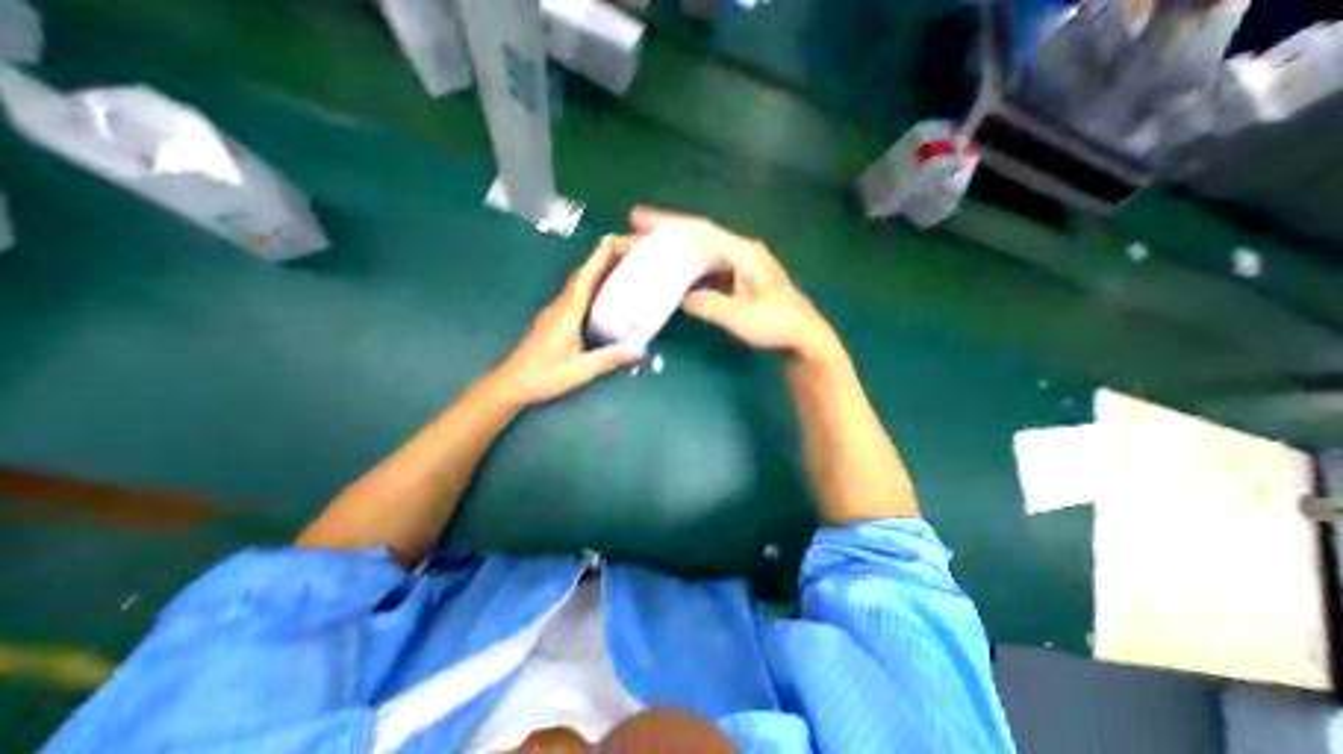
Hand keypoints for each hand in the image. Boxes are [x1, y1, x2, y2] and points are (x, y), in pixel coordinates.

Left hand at [487, 236, 641, 410]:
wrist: (512, 384)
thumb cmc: (543, 375)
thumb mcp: (580, 370)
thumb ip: (608, 359)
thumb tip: (637, 351)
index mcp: (567, 314)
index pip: (584, 279)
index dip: (598, 258)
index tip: (613, 240)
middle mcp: (560, 307)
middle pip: (581, 276)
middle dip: (601, 259)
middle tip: (624, 251)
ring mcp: (554, 312)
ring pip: (577, 284)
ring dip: (595, 271)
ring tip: (618, 267)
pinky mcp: (553, 320)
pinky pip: (575, 295)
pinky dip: (590, 286)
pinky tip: (601, 294)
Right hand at [628, 204, 837, 359]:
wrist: (803, 334)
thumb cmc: (776, 324)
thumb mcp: (739, 317)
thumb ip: (708, 305)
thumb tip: (682, 297)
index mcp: (743, 253)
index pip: (701, 232)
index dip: (670, 224)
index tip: (640, 219)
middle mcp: (741, 251)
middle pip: (699, 235)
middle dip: (668, 230)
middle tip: (636, 228)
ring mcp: (742, 263)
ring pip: (703, 249)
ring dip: (677, 247)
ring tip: (650, 247)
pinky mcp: (740, 276)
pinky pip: (709, 264)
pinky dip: (689, 264)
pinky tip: (675, 269)